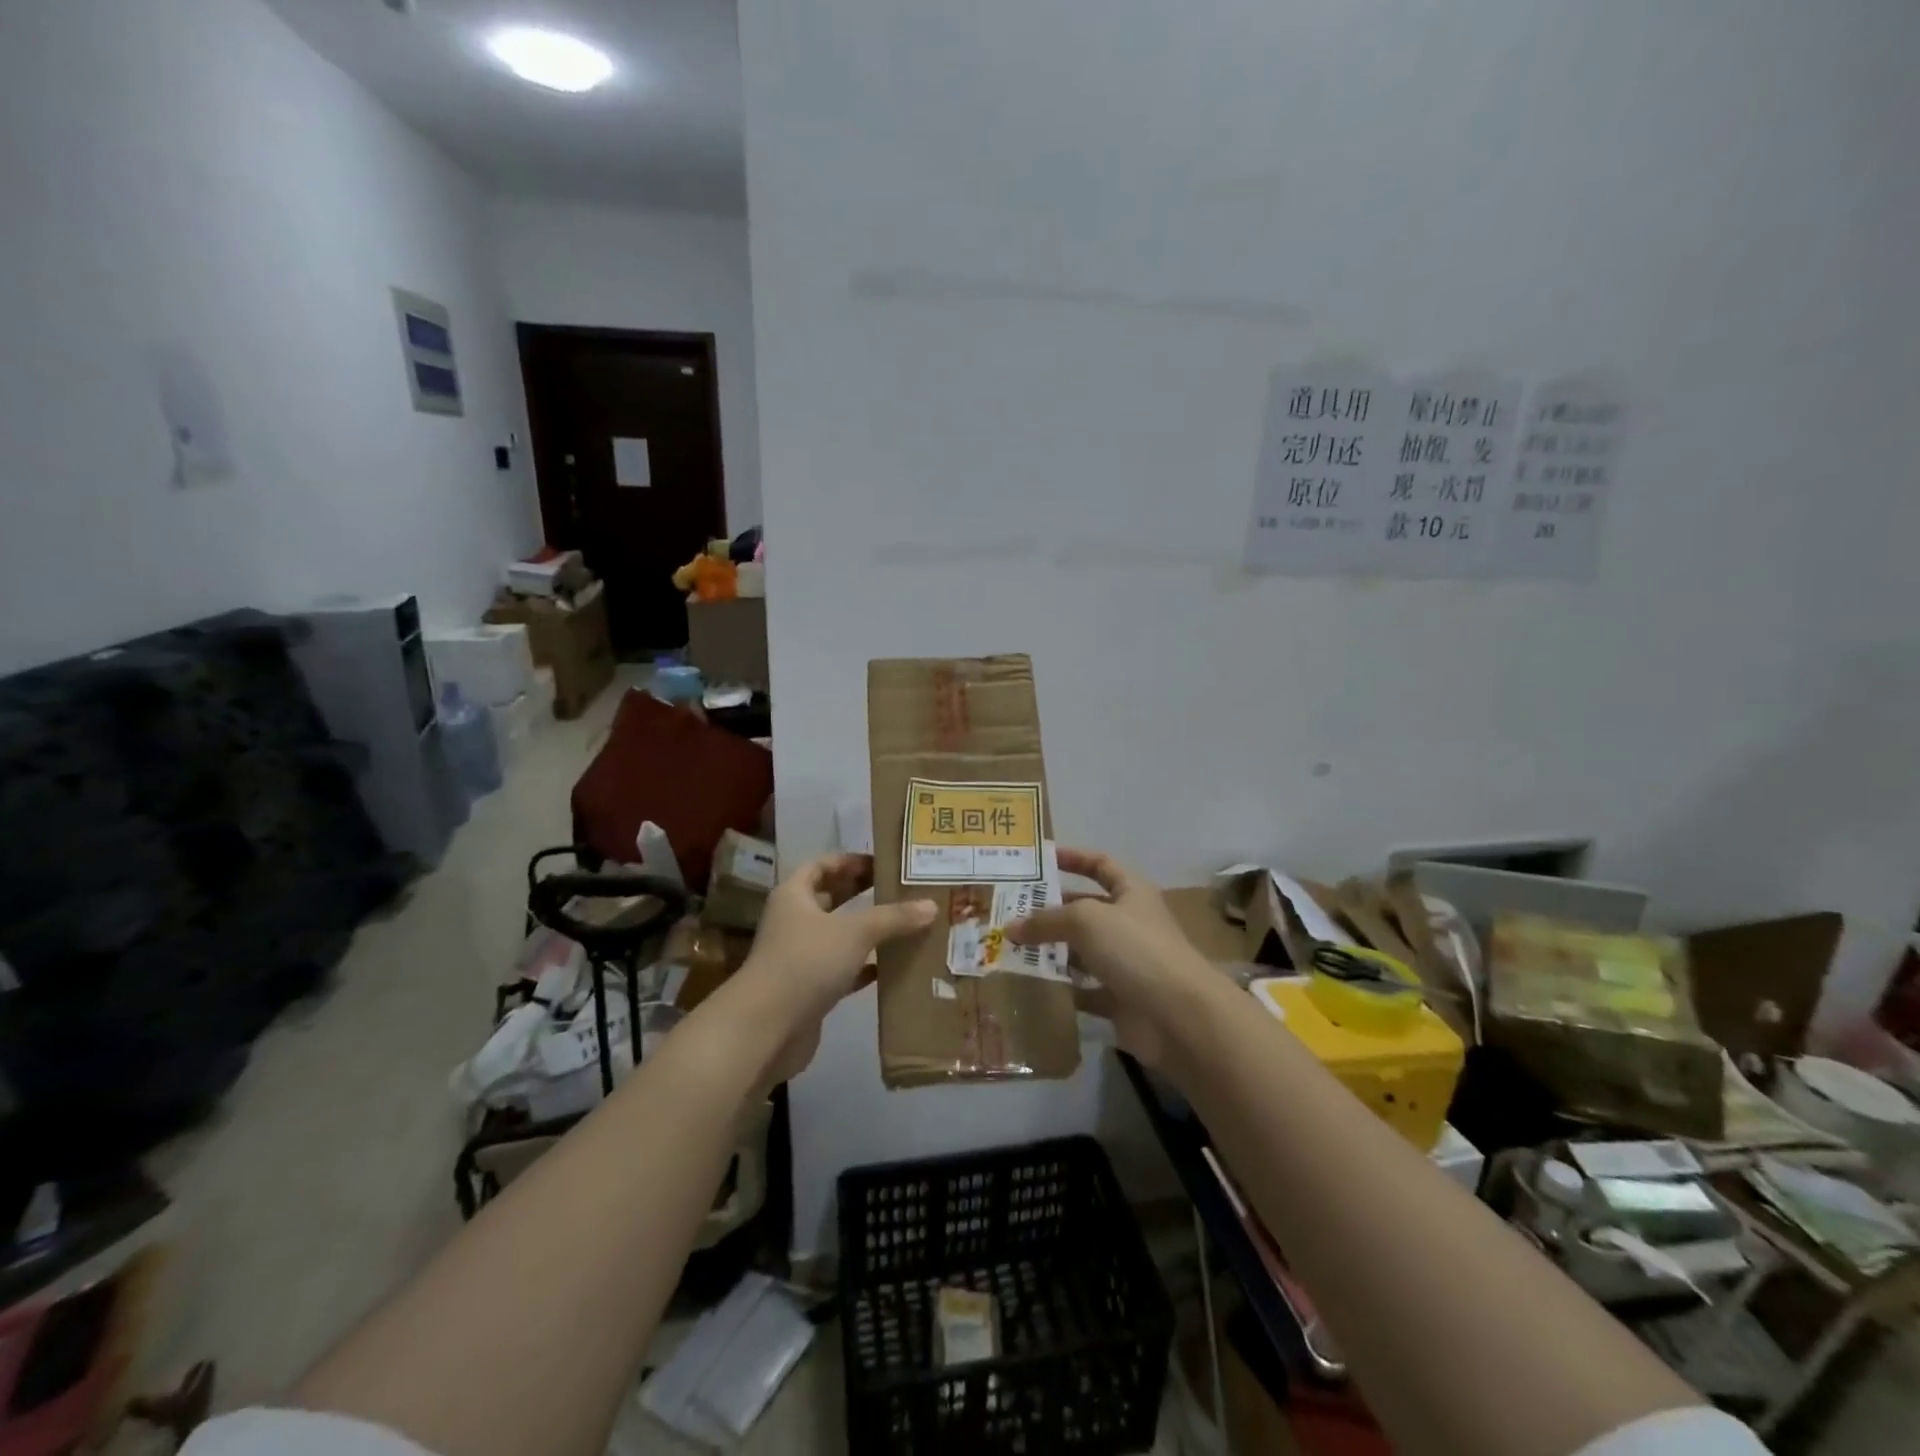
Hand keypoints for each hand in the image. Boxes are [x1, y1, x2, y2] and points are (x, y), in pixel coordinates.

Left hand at [736, 853, 935, 1083]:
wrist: (767, 1028)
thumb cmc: (806, 962)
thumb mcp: (855, 932)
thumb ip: (893, 918)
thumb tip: (931, 905)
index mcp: (794, 895)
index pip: (822, 865)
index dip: (849, 861)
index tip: (882, 862)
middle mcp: (794, 921)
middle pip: (830, 899)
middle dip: (862, 893)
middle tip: (900, 889)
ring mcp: (800, 957)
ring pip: (838, 936)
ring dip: (867, 931)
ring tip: (905, 924)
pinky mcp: (809, 989)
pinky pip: (842, 970)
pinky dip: (864, 966)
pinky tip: (892, 966)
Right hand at [1007, 848, 1213, 1066]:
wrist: (1179, 1016)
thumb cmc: (1135, 949)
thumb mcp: (1085, 920)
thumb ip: (1046, 920)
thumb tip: (1010, 927)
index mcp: (1131, 893)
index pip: (1101, 865)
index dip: (1073, 858)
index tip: (1040, 860)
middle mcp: (1130, 924)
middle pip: (1085, 909)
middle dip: (1051, 909)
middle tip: (1010, 911)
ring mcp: (1126, 963)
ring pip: (1081, 950)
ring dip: (1051, 949)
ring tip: (1011, 948)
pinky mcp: (1120, 999)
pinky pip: (1084, 989)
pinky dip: (1062, 988)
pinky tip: (1031, 985)